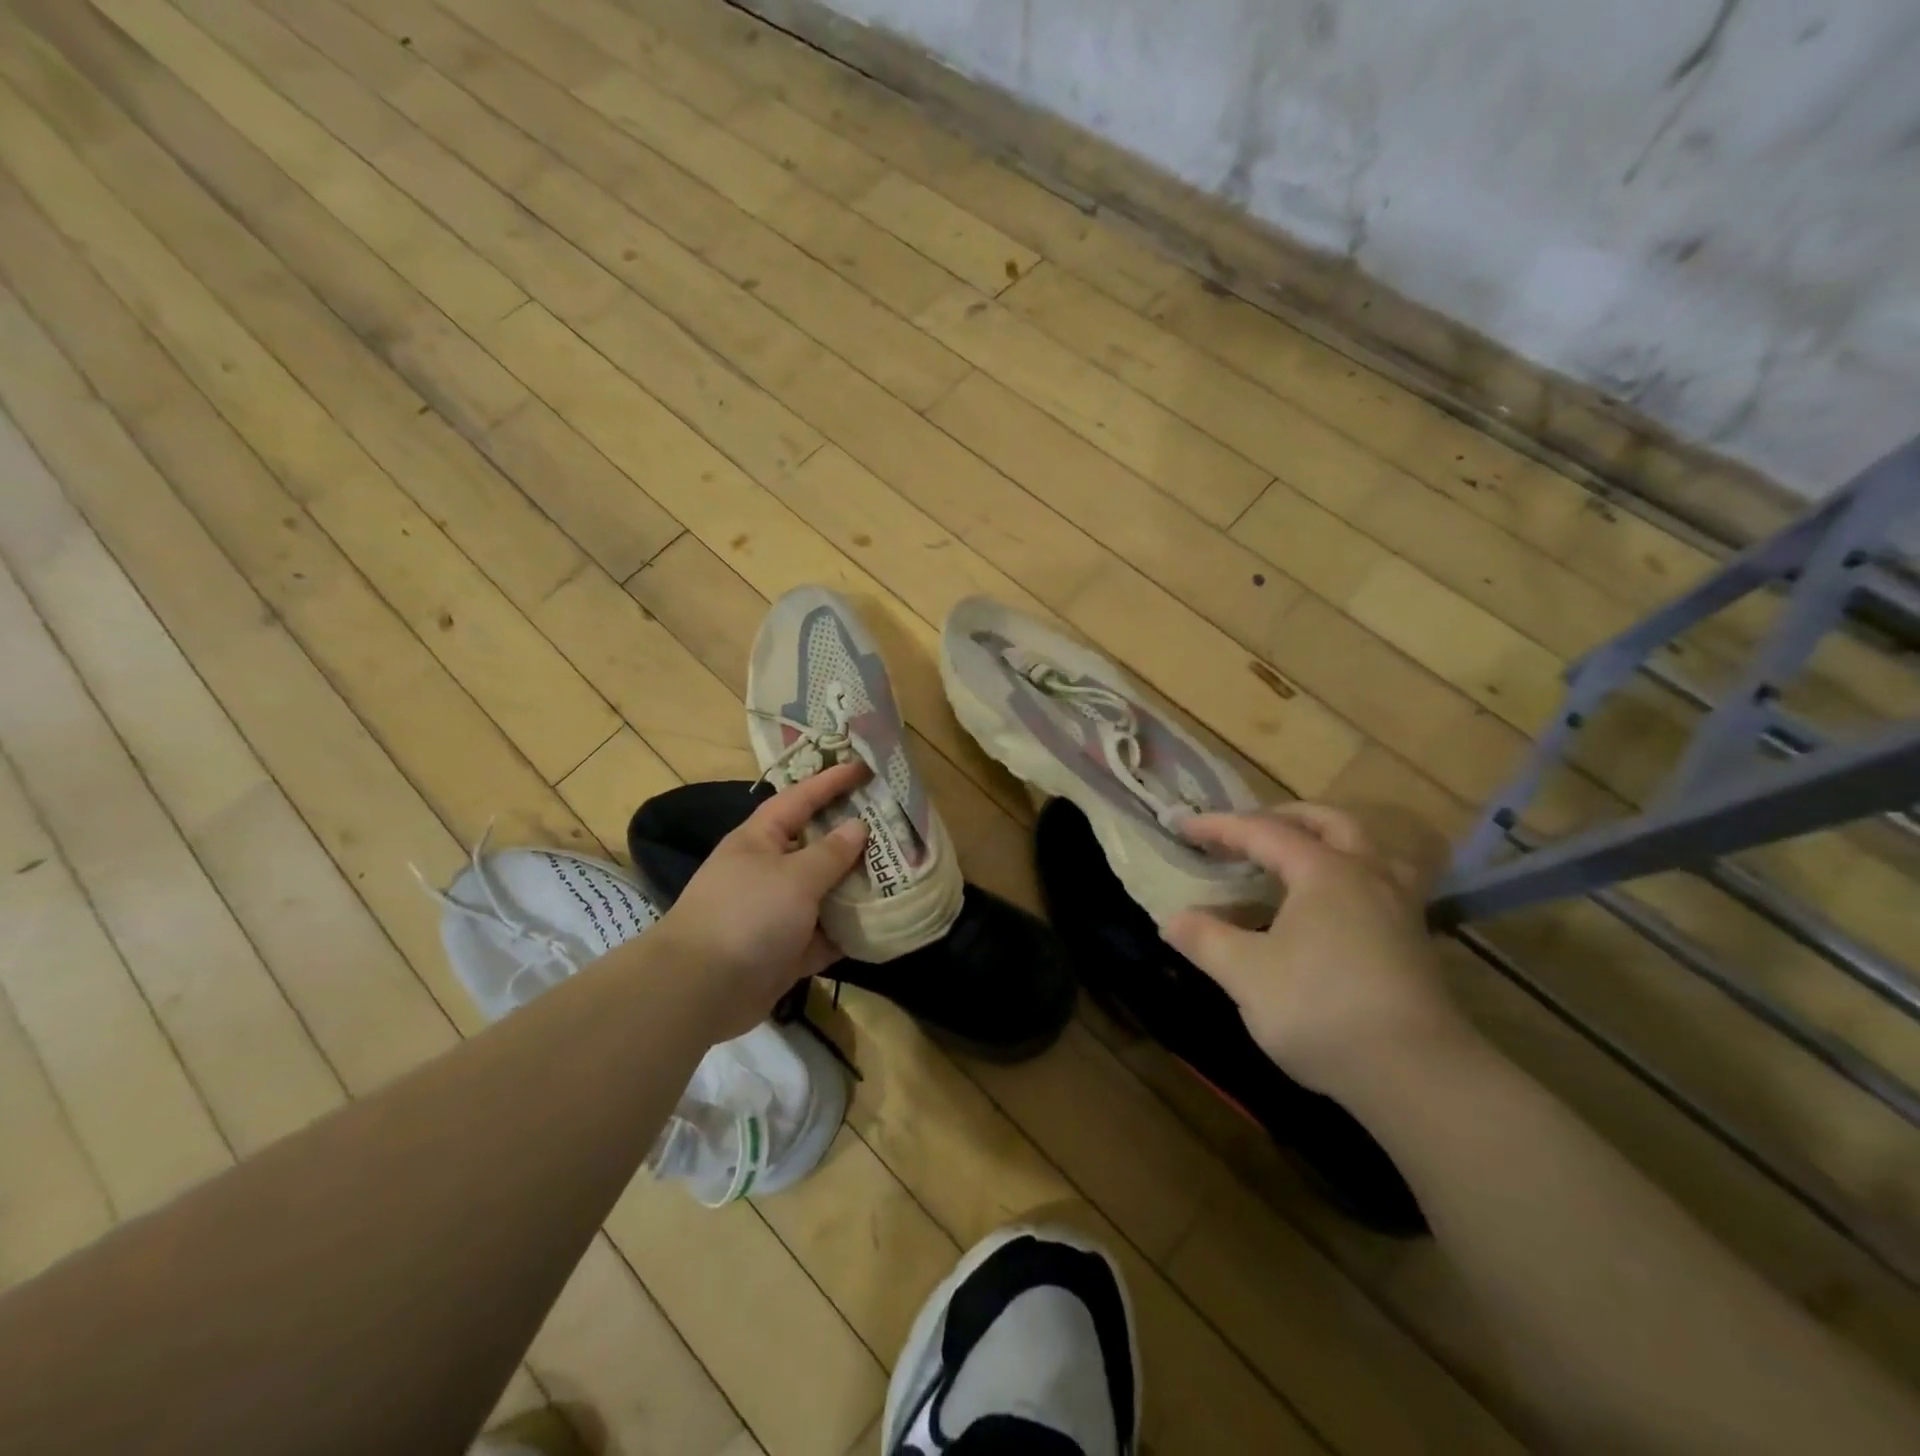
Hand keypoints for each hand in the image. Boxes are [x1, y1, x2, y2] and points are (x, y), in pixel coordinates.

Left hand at [654, 762, 869, 1041]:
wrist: (700, 990)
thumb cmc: (747, 915)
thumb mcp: (794, 877)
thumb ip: (830, 853)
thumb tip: (858, 827)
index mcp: (761, 840)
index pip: (800, 799)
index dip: (831, 781)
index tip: (865, 768)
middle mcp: (769, 871)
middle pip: (818, 846)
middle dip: (853, 837)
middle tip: (894, 824)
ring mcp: (777, 912)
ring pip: (826, 892)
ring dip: (857, 887)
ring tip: (900, 873)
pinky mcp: (786, 950)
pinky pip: (826, 934)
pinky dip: (849, 931)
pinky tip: (884, 925)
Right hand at [1163, 802, 1467, 1096]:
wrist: (1417, 1075)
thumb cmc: (1320, 1008)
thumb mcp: (1245, 974)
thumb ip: (1205, 940)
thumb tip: (1172, 920)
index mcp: (1323, 871)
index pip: (1263, 832)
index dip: (1219, 827)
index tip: (1184, 828)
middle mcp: (1367, 876)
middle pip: (1330, 823)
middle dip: (1285, 817)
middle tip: (1250, 830)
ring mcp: (1399, 909)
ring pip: (1369, 850)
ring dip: (1331, 842)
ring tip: (1301, 859)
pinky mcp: (1416, 943)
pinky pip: (1382, 885)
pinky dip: (1350, 878)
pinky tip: (1334, 910)